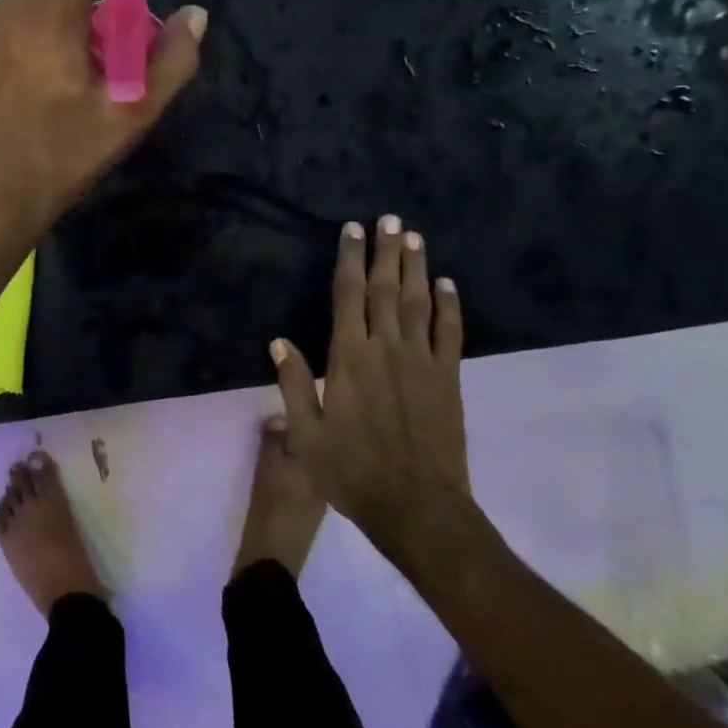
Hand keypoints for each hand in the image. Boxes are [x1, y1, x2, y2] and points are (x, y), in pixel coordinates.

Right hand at [271, 217, 474, 569]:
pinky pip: (450, 334)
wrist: (418, 509)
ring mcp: (422, 362)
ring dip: (416, 268)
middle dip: (386, 251)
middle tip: (390, 218)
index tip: (353, 230)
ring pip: (418, 303)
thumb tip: (278, 341)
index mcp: (349, 358)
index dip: (350, 260)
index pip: (348, 296)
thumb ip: (294, 384)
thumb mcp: (307, 435)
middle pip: (385, 289)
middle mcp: (386, 349)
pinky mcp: (448, 380)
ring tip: (415, 237)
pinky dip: (450, 306)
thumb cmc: (353, 472)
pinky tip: (448, 285)